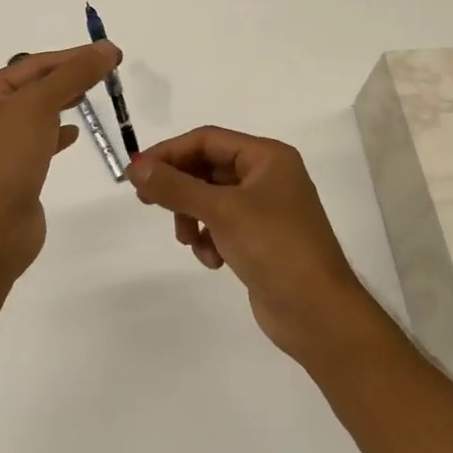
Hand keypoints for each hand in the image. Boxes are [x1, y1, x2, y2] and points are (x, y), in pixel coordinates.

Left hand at [0, 42, 120, 283]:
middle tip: (107, 73)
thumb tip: (106, 48)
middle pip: (34, 88)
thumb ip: (74, 74)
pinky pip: (38, 144)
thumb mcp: (39, 105)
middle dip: (68, 78)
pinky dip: (57, 135)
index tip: (111, 53)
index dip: (73, 57)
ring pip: (36, 116)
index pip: (34, 64)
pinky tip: (74, 135)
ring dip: (62, 104)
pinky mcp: (12, 174)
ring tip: (90, 97)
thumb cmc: (5, 158)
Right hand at [128, 126, 384, 362]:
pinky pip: (222, 226)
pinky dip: (210, 239)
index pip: (207, 140)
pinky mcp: (260, 239)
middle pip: (207, 168)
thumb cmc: (274, 247)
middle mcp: (268, 177)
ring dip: (192, 218)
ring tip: (189, 241)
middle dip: (180, 189)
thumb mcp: (220, 211)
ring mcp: (265, 210)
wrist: (317, 313)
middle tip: (148, 203)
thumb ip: (175, 187)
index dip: (169, 153)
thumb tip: (134, 168)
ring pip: (210, 199)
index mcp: (268, 157)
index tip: (136, 173)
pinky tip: (213, 260)